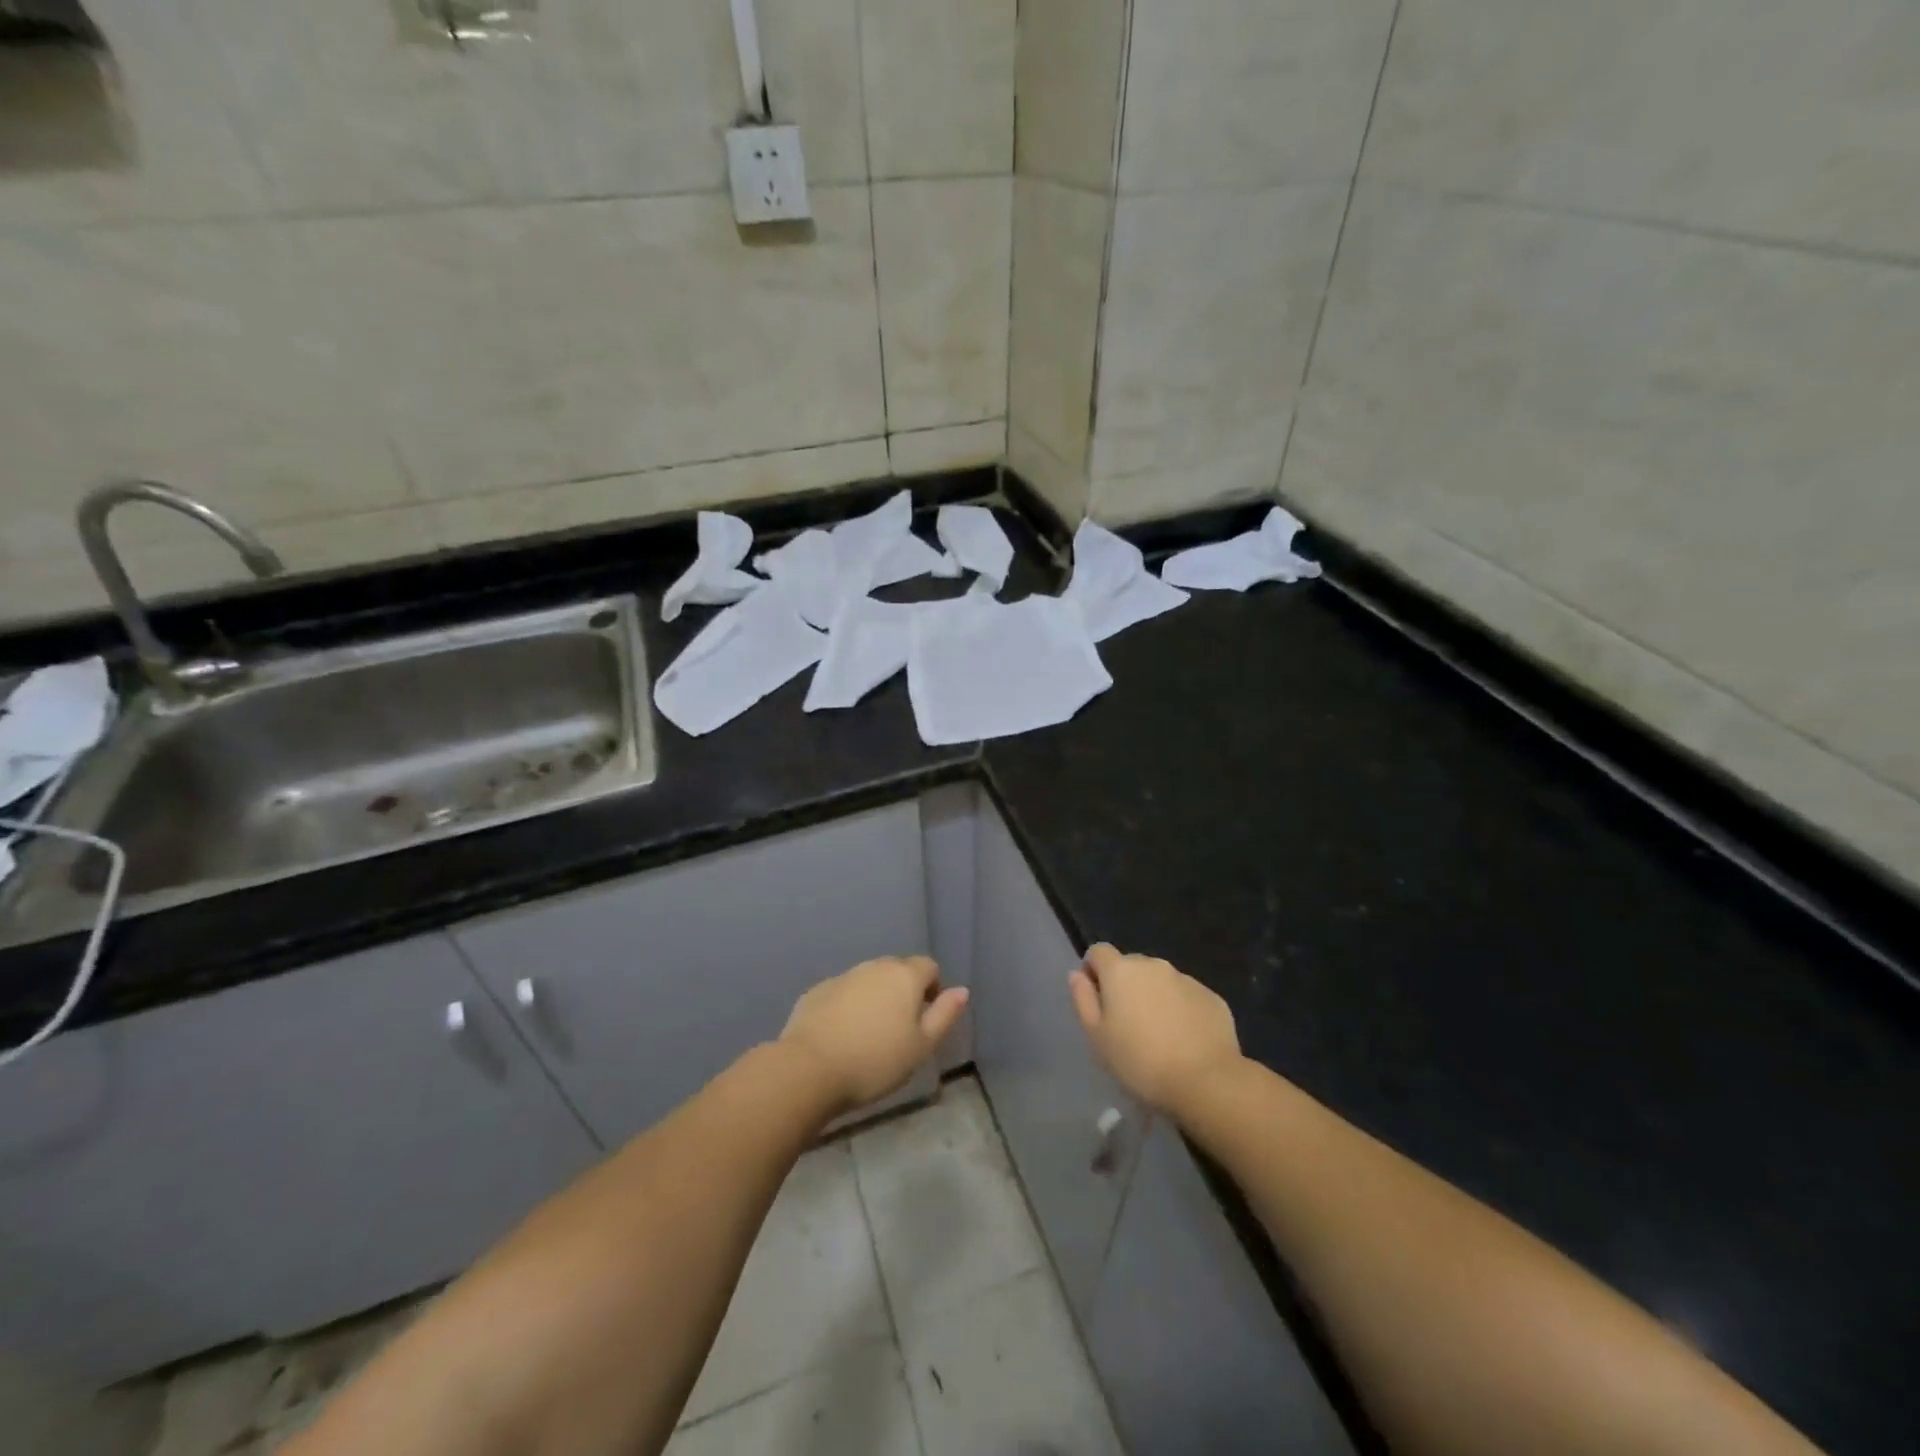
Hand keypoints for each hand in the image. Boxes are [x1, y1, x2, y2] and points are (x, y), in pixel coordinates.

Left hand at [781, 956, 969, 1114]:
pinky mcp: (816, 992)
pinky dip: (846, 1008)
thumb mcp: (921, 1046)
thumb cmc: (875, 1061)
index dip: (933, 990)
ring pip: (867, 981)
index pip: (929, 967)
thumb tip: (962, 990)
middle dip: (902, 992)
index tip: (925, 1020)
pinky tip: (840, 1037)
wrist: (809, 1069)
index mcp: (904, 976)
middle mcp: (874, 967)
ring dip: (874, 999)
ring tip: (869, 1036)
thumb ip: (944, 1015)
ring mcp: (842, 977)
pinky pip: (841, 994)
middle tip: (899, 1031)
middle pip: (897, 971)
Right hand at [1070, 944, 1242, 1117]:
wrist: (1206, 1081)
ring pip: (1160, 981)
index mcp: (1121, 971)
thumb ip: (1083, 999)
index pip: (1098, 952)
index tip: (1097, 1000)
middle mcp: (1153, 965)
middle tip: (1127, 1024)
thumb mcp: (1097, 1036)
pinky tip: (1184, 1040)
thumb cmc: (1140, 1061)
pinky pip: (1187, 997)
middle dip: (1125, 986)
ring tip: (1158, 1035)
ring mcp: (1186, 979)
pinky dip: (1181, 1010)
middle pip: (1131, 965)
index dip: (1093, 971)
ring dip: (1154, 997)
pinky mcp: (1211, 997)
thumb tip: (1077, 974)